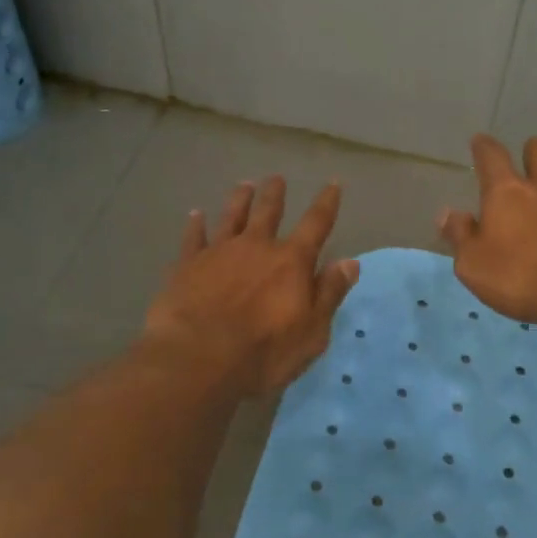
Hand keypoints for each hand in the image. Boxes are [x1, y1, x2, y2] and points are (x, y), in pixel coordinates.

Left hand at [145, 176, 359, 396]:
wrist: (196, 358)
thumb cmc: (263, 352)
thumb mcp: (312, 332)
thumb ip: (329, 294)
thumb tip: (350, 262)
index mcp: (291, 262)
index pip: (316, 224)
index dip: (326, 203)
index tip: (332, 184)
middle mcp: (256, 247)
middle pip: (268, 212)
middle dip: (274, 194)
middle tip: (276, 178)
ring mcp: (218, 253)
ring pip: (231, 217)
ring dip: (239, 200)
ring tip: (244, 185)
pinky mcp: (186, 265)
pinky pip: (193, 237)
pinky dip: (195, 225)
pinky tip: (195, 215)